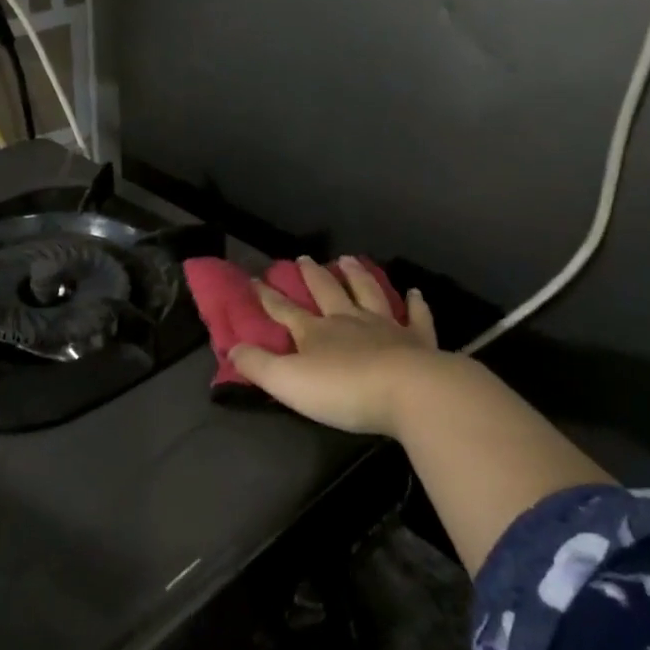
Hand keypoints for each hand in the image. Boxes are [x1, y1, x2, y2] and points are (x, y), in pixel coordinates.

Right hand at [229, 256, 444, 437]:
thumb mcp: (288, 382)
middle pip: (327, 292)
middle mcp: (348, 322)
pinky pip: (416, 317)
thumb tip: (231, 348)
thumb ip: (257, 365)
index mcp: (315, 333)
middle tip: (303, 258)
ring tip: (349, 259)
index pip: (284, 310)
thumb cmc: (344, 389)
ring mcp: (386, 328)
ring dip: (357, 276)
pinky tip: (414, 292)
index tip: (255, 278)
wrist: (410, 392)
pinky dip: (415, 304)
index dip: (267, 296)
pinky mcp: (418, 341)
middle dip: (312, 276)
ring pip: (368, 293)